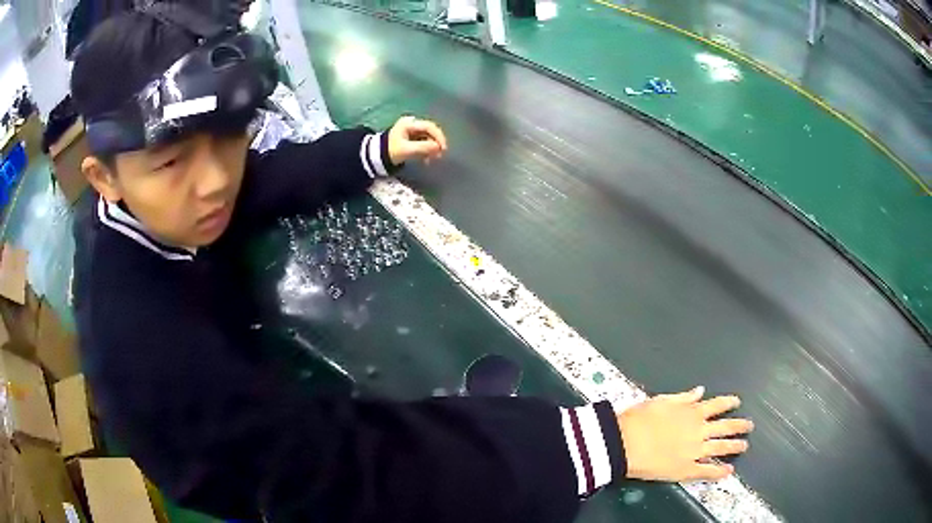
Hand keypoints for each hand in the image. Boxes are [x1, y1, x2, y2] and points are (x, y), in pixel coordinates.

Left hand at [388, 116, 447, 165]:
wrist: (378, 157)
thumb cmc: (391, 151)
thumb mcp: (407, 150)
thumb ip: (423, 147)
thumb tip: (438, 147)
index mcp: (409, 123)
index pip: (429, 126)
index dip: (438, 136)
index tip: (443, 148)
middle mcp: (412, 124)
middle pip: (430, 131)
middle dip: (436, 143)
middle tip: (439, 155)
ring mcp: (412, 130)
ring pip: (428, 138)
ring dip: (432, 148)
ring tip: (432, 159)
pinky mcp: (413, 138)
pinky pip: (424, 142)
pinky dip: (427, 150)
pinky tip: (426, 160)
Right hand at [618, 387, 752, 481]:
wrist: (623, 444)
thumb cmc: (639, 420)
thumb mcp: (660, 401)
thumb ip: (683, 397)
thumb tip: (701, 391)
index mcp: (693, 412)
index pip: (718, 405)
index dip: (729, 403)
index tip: (737, 403)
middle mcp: (699, 430)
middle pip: (726, 427)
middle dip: (740, 425)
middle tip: (749, 426)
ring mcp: (695, 451)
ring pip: (721, 448)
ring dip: (735, 446)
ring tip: (744, 446)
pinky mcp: (686, 469)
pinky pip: (707, 471)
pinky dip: (719, 471)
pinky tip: (728, 471)